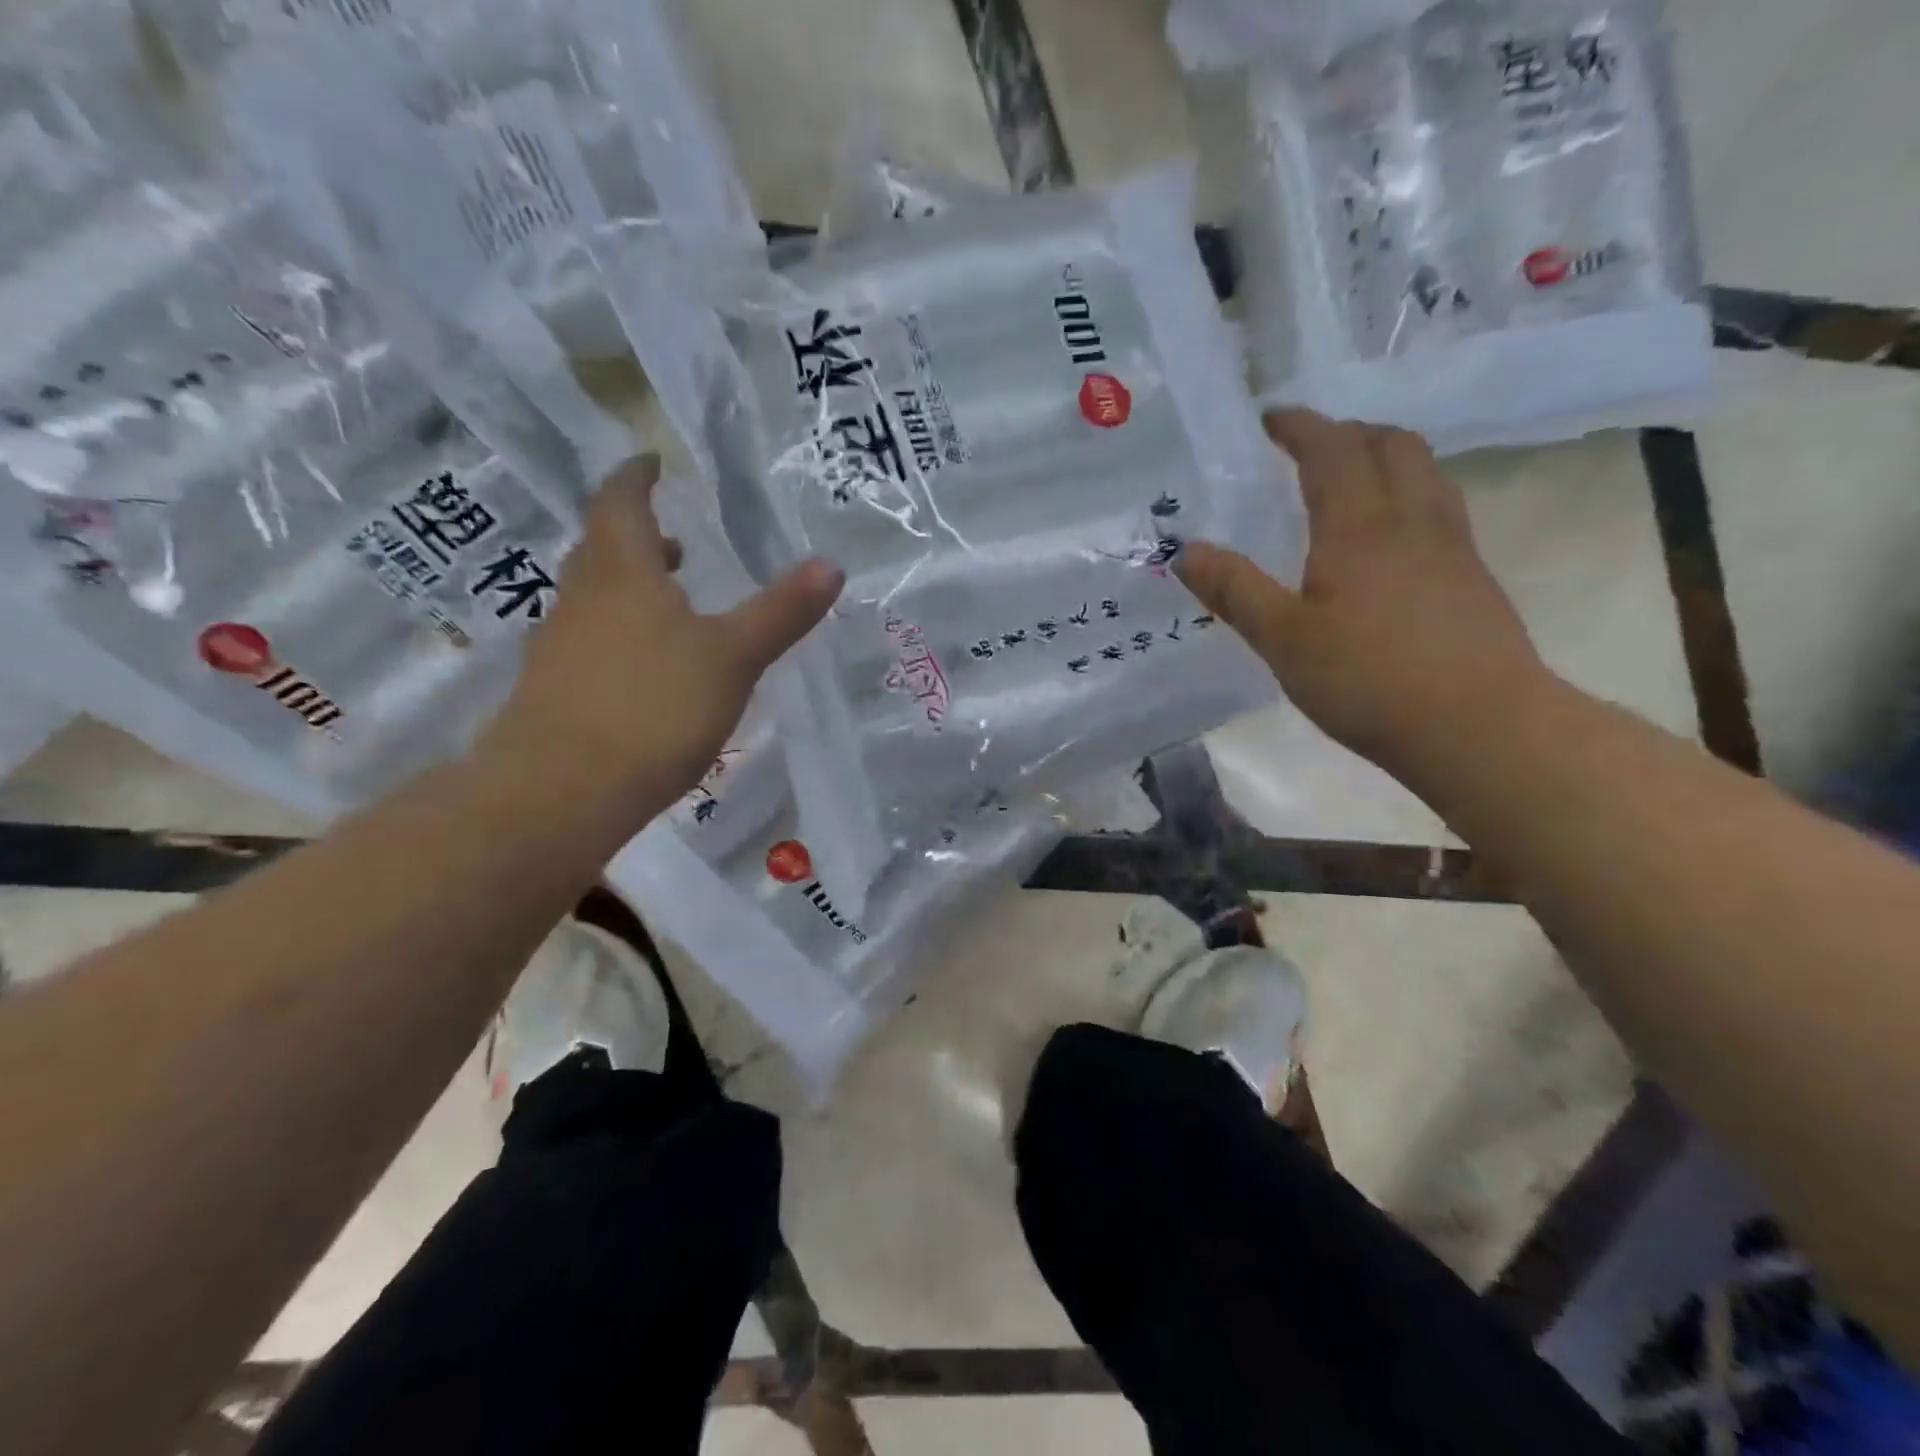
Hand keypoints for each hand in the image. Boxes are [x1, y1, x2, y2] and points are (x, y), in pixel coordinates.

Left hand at [484, 454, 842, 812]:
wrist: (561, 792)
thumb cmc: (653, 707)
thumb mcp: (733, 657)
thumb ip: (780, 612)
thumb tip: (831, 565)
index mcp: (622, 573)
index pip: (620, 503)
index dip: (636, 478)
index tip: (651, 461)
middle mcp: (582, 599)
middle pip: (602, 549)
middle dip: (636, 535)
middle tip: (673, 537)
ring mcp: (560, 647)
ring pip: (594, 598)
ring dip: (629, 587)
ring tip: (671, 599)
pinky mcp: (553, 691)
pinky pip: (589, 642)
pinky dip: (620, 634)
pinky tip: (648, 668)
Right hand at [1178, 409, 1547, 783]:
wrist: (1480, 726)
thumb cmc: (1369, 680)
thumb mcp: (1283, 640)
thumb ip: (1235, 591)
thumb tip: (1185, 550)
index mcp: (1360, 526)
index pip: (1332, 450)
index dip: (1301, 426)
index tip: (1270, 419)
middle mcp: (1412, 519)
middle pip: (1390, 445)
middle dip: (1347, 432)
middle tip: (1308, 447)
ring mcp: (1452, 546)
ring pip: (1423, 472)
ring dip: (1384, 457)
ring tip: (1348, 480)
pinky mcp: (1472, 577)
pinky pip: (1437, 507)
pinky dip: (1405, 494)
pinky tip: (1386, 538)